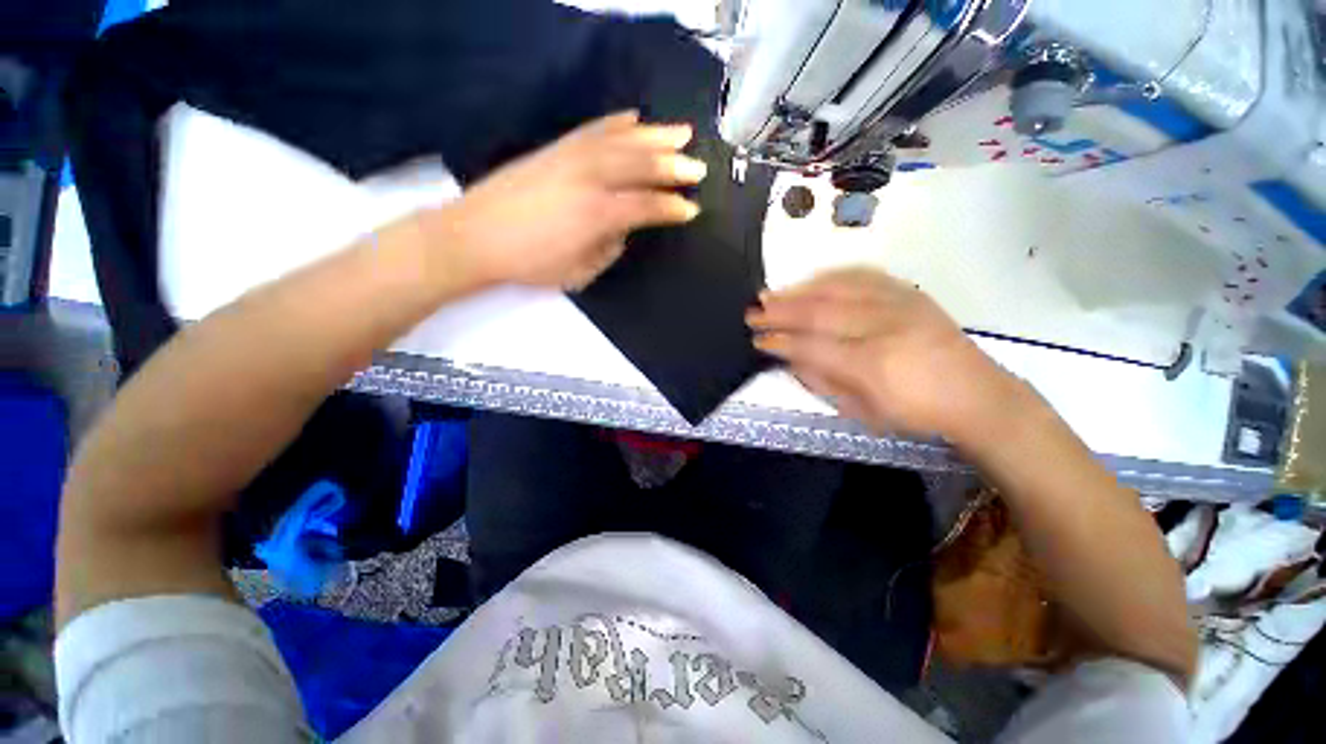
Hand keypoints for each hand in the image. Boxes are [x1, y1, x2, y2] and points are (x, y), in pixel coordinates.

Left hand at [423, 110, 705, 290]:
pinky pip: (593, 129)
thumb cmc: (531, 264)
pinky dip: (617, 123)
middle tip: (697, 168)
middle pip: (642, 166)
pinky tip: (634, 119)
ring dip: (655, 137)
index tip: (691, 209)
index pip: (648, 206)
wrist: (476, 236)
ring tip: (680, 134)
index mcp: (599, 214)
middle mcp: (591, 178)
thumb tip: (624, 229)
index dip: (673, 208)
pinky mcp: (556, 148)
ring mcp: (572, 157)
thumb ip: (610, 248)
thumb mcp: (580, 272)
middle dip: (674, 167)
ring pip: (623, 140)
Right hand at [746, 268, 1026, 442]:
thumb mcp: (861, 411)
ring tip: (770, 295)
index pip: (812, 347)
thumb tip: (789, 359)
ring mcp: (899, 304)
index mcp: (872, 365)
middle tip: (752, 312)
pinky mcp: (908, 293)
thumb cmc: (913, 413)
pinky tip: (809, 281)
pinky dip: (828, 277)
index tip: (757, 339)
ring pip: (836, 288)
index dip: (780, 342)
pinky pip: (861, 276)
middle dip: (780, 312)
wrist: (976, 394)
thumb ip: (821, 382)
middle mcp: (884, 327)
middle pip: (819, 312)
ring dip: (797, 291)